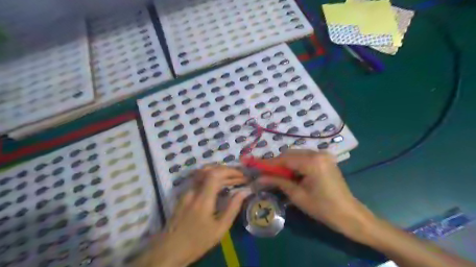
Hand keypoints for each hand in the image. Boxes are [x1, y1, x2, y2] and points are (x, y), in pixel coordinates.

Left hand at [137, 166, 249, 265]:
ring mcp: (186, 191)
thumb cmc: (197, 242)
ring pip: (204, 173)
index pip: (215, 174)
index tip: (242, 175)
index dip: (230, 171)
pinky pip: (199, 179)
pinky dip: (212, 177)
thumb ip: (233, 208)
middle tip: (240, 177)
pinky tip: (220, 184)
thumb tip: (244, 191)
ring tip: (233, 179)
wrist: (169, 250)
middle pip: (209, 170)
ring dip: (220, 172)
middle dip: (227, 171)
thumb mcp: (219, 229)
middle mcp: (193, 191)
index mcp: (202, 199)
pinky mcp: (184, 194)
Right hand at [260, 151, 375, 239]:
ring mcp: (323, 155)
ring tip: (277, 175)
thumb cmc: (323, 208)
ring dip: (286, 164)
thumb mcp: (298, 195)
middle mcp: (318, 153)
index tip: (255, 165)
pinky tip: (291, 174)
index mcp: (312, 162)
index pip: (285, 159)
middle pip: (290, 154)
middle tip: (266, 173)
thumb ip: (278, 182)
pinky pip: (305, 158)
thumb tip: (259, 178)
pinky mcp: (325, 159)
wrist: (349, 214)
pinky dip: (295, 164)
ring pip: (297, 155)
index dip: (269, 163)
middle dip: (277, 163)